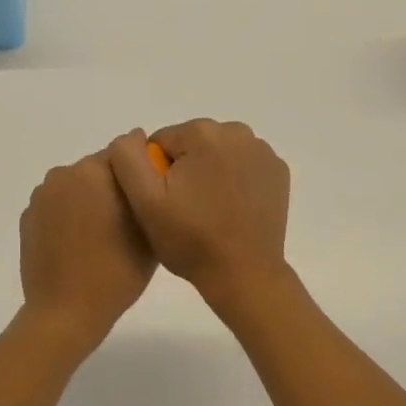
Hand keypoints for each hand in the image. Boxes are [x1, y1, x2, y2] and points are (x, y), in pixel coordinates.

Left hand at [19, 147, 157, 346]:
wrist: (65, 312)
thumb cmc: (117, 272)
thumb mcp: (149, 231)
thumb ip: (147, 191)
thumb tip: (144, 171)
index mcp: (95, 171)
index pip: (124, 153)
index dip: (138, 171)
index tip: (146, 195)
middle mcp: (64, 174)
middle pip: (97, 168)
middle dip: (111, 186)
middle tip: (126, 220)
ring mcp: (41, 196)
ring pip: (75, 187)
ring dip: (88, 200)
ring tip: (101, 235)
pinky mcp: (28, 218)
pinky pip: (56, 206)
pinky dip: (67, 216)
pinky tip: (77, 245)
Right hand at [107, 120, 290, 304]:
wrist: (243, 274)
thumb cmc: (190, 239)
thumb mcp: (144, 201)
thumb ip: (127, 158)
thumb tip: (132, 137)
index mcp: (202, 133)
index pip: (161, 142)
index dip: (155, 173)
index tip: (164, 203)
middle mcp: (236, 131)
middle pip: (191, 144)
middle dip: (183, 170)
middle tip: (184, 210)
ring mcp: (263, 151)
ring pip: (217, 153)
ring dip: (208, 174)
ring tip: (207, 212)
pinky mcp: (278, 171)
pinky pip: (243, 165)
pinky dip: (234, 180)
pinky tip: (230, 209)